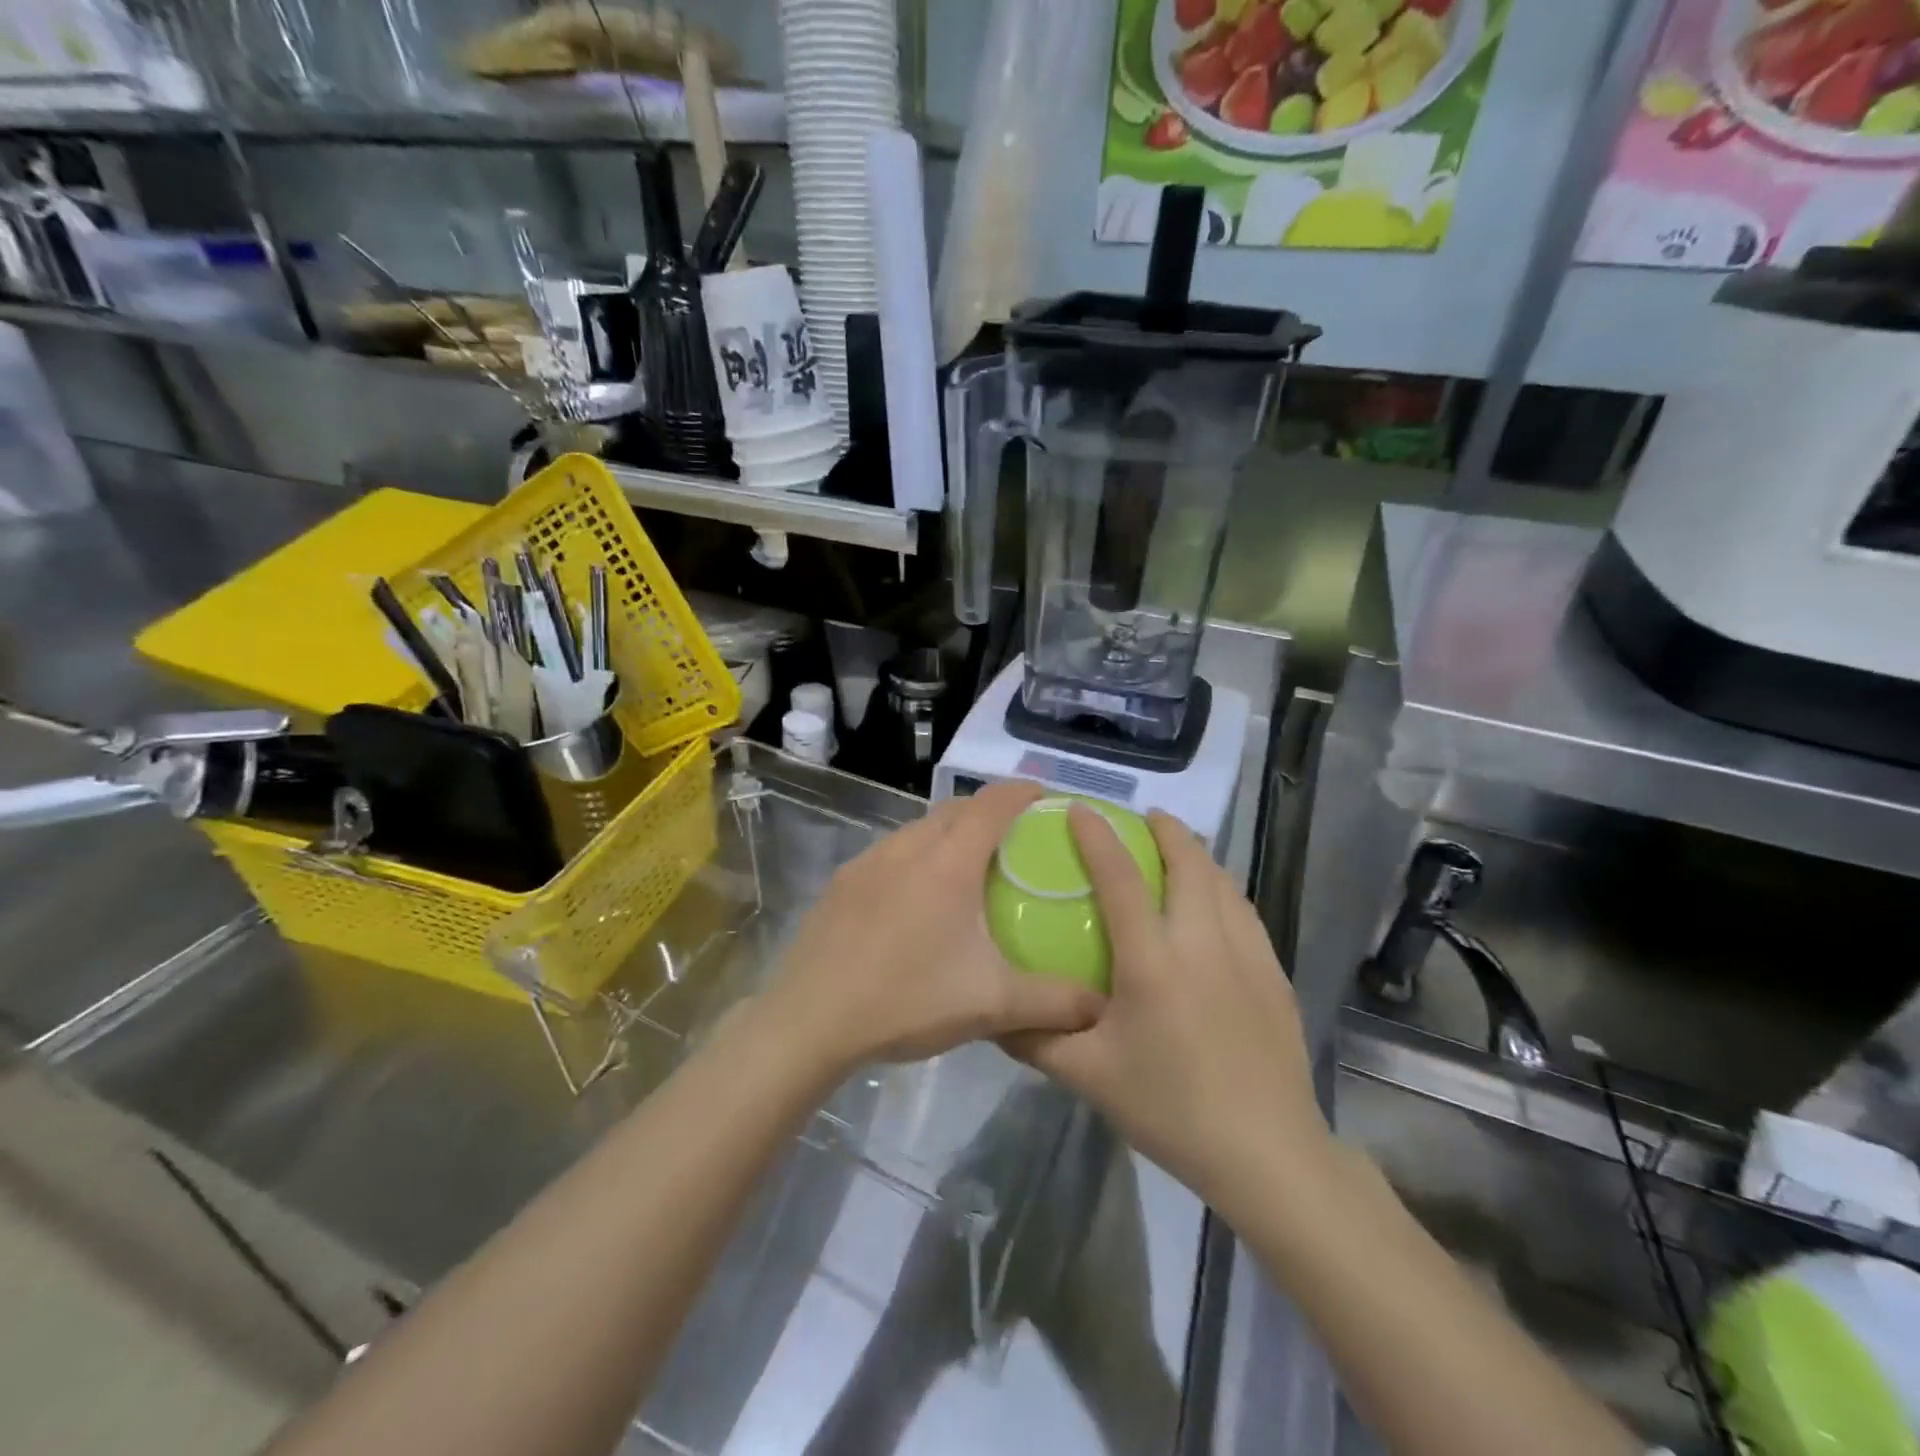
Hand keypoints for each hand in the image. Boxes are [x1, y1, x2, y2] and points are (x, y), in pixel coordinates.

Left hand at [765, 781, 1104, 1074]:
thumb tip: (1101, 1006)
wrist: (811, 1020)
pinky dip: (915, 856)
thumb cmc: (907, 1000)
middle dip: (988, 810)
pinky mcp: (842, 882)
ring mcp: (869, 861)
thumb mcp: (991, 1005)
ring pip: (918, 828)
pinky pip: (890, 852)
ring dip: (948, 832)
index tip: (1046, 797)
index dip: (1023, 791)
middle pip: (955, 809)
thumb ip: (1054, 1003)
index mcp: (949, 863)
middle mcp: (908, 847)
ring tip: (967, 866)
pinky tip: (916, 899)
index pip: (993, 804)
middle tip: (1014, 838)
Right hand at [1005, 807, 1333, 1213]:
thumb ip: (1036, 1039)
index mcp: (1153, 961)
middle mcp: (1202, 942)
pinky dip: (1222, 888)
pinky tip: (1214, 904)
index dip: (1097, 837)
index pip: (1120, 878)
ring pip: (1222, 881)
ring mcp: (1247, 954)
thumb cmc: (1170, 1108)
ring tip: (1177, 849)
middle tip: (1144, 819)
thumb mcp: (1088, 1077)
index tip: (1080, 809)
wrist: (1266, 1152)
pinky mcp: (1274, 973)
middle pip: (1188, 862)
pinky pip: (1243, 911)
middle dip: (1166, 829)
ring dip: (1197, 855)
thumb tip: (993, 1013)